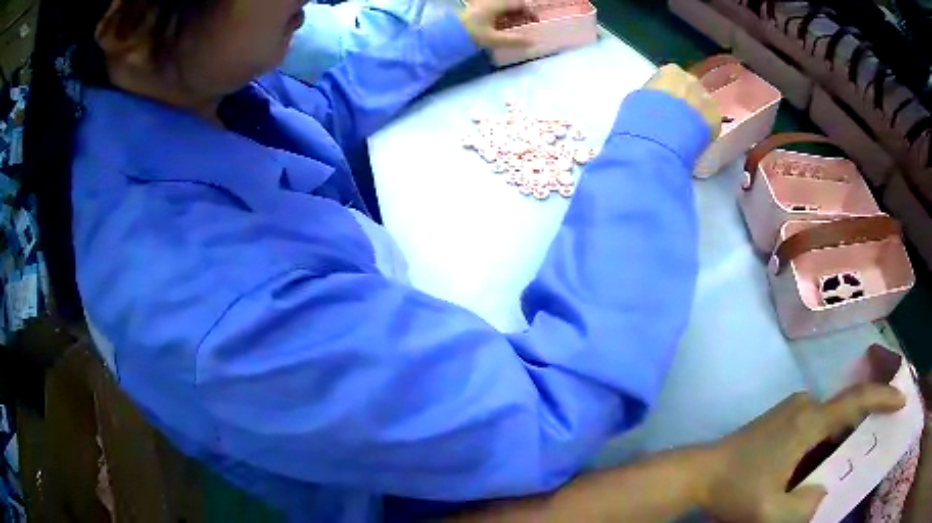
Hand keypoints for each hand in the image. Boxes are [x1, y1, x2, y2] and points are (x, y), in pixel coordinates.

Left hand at [459, 0, 532, 49]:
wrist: (445, 34)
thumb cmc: (470, 34)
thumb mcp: (494, 39)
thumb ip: (514, 40)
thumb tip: (533, 42)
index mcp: (496, 4)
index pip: (519, 4)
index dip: (529, 12)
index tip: (534, 22)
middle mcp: (490, 1)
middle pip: (511, 4)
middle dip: (521, 13)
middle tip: (526, 25)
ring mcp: (482, 4)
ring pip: (502, 6)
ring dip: (511, 15)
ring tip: (515, 27)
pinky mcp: (475, 9)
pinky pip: (494, 9)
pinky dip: (501, 16)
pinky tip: (501, 26)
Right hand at [644, 64, 722, 138]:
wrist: (660, 138)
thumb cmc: (642, 116)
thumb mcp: (637, 99)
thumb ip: (651, 95)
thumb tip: (655, 101)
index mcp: (670, 71)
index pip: (671, 77)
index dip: (667, 91)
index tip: (662, 103)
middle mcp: (691, 80)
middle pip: (690, 88)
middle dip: (685, 100)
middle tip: (676, 117)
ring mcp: (706, 99)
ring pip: (703, 105)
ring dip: (696, 114)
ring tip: (686, 131)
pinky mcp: (716, 120)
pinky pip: (711, 123)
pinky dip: (705, 129)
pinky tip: (695, 139)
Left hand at [700, 385, 905, 522]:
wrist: (697, 473)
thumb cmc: (733, 492)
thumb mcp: (769, 513)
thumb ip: (804, 506)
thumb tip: (824, 489)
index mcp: (808, 422)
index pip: (856, 400)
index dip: (883, 398)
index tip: (900, 402)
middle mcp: (805, 405)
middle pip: (845, 413)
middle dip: (859, 432)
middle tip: (865, 456)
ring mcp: (793, 409)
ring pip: (830, 423)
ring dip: (839, 443)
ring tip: (839, 469)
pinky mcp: (784, 418)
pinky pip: (816, 426)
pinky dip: (825, 444)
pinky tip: (816, 468)